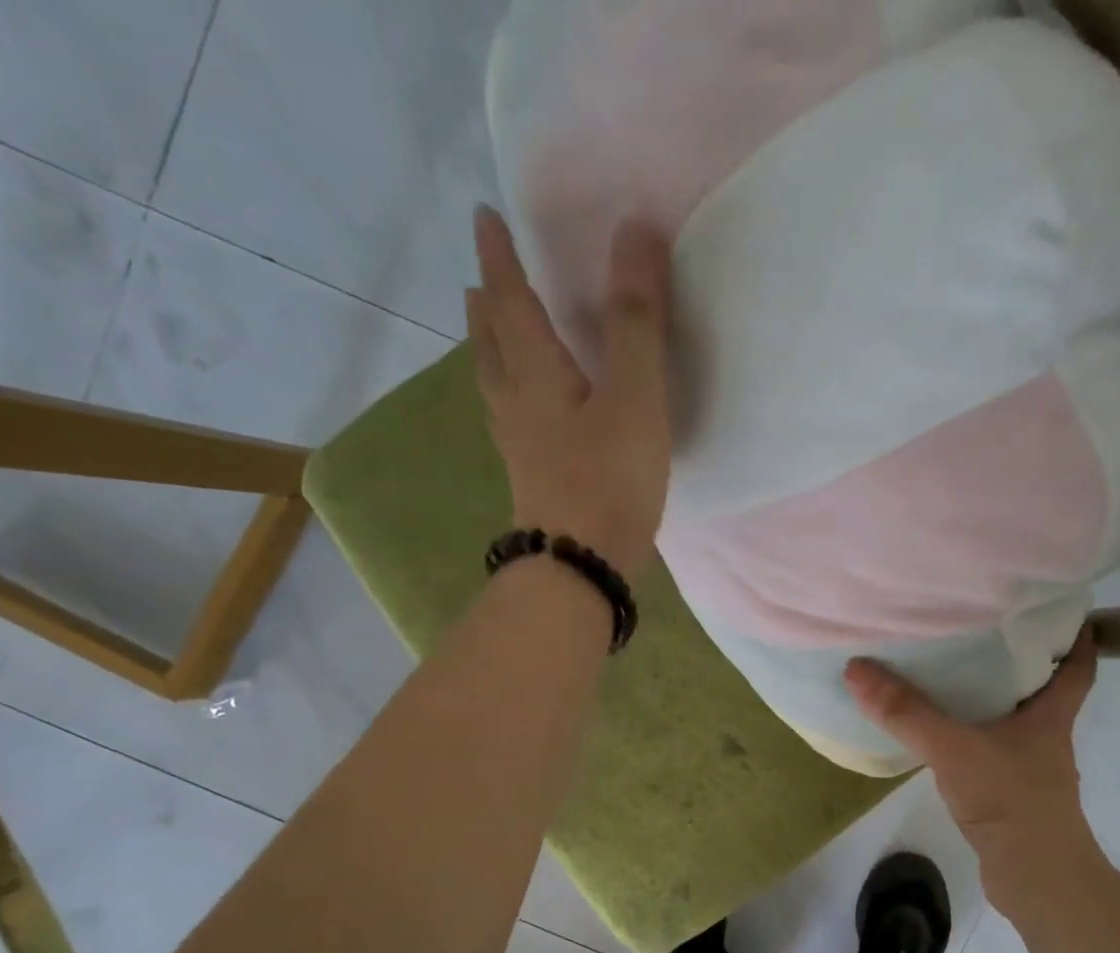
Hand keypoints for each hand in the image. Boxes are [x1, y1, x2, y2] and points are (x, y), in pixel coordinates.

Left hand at [466, 206, 672, 574]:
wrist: (580, 569)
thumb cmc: (608, 481)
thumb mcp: (634, 397)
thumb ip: (636, 320)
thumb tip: (635, 228)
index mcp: (536, 375)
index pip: (512, 301)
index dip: (501, 257)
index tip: (485, 217)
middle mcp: (517, 406)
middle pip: (492, 346)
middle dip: (488, 308)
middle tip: (483, 280)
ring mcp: (521, 450)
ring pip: (497, 388)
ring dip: (491, 353)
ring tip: (492, 336)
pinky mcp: (534, 483)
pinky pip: (512, 424)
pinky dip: (510, 399)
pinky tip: (526, 415)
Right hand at [845, 627, 1104, 923]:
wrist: (1036, 879)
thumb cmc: (1010, 801)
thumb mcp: (953, 749)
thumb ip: (906, 712)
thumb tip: (857, 668)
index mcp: (1050, 716)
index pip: (1077, 666)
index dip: (1075, 635)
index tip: (1057, 609)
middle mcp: (1046, 737)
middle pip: (1042, 689)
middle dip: (1019, 660)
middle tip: (982, 630)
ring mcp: (1030, 770)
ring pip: (1013, 722)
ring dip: (991, 700)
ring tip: (952, 674)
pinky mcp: (1010, 796)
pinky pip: (990, 752)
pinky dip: (972, 738)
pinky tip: (941, 737)